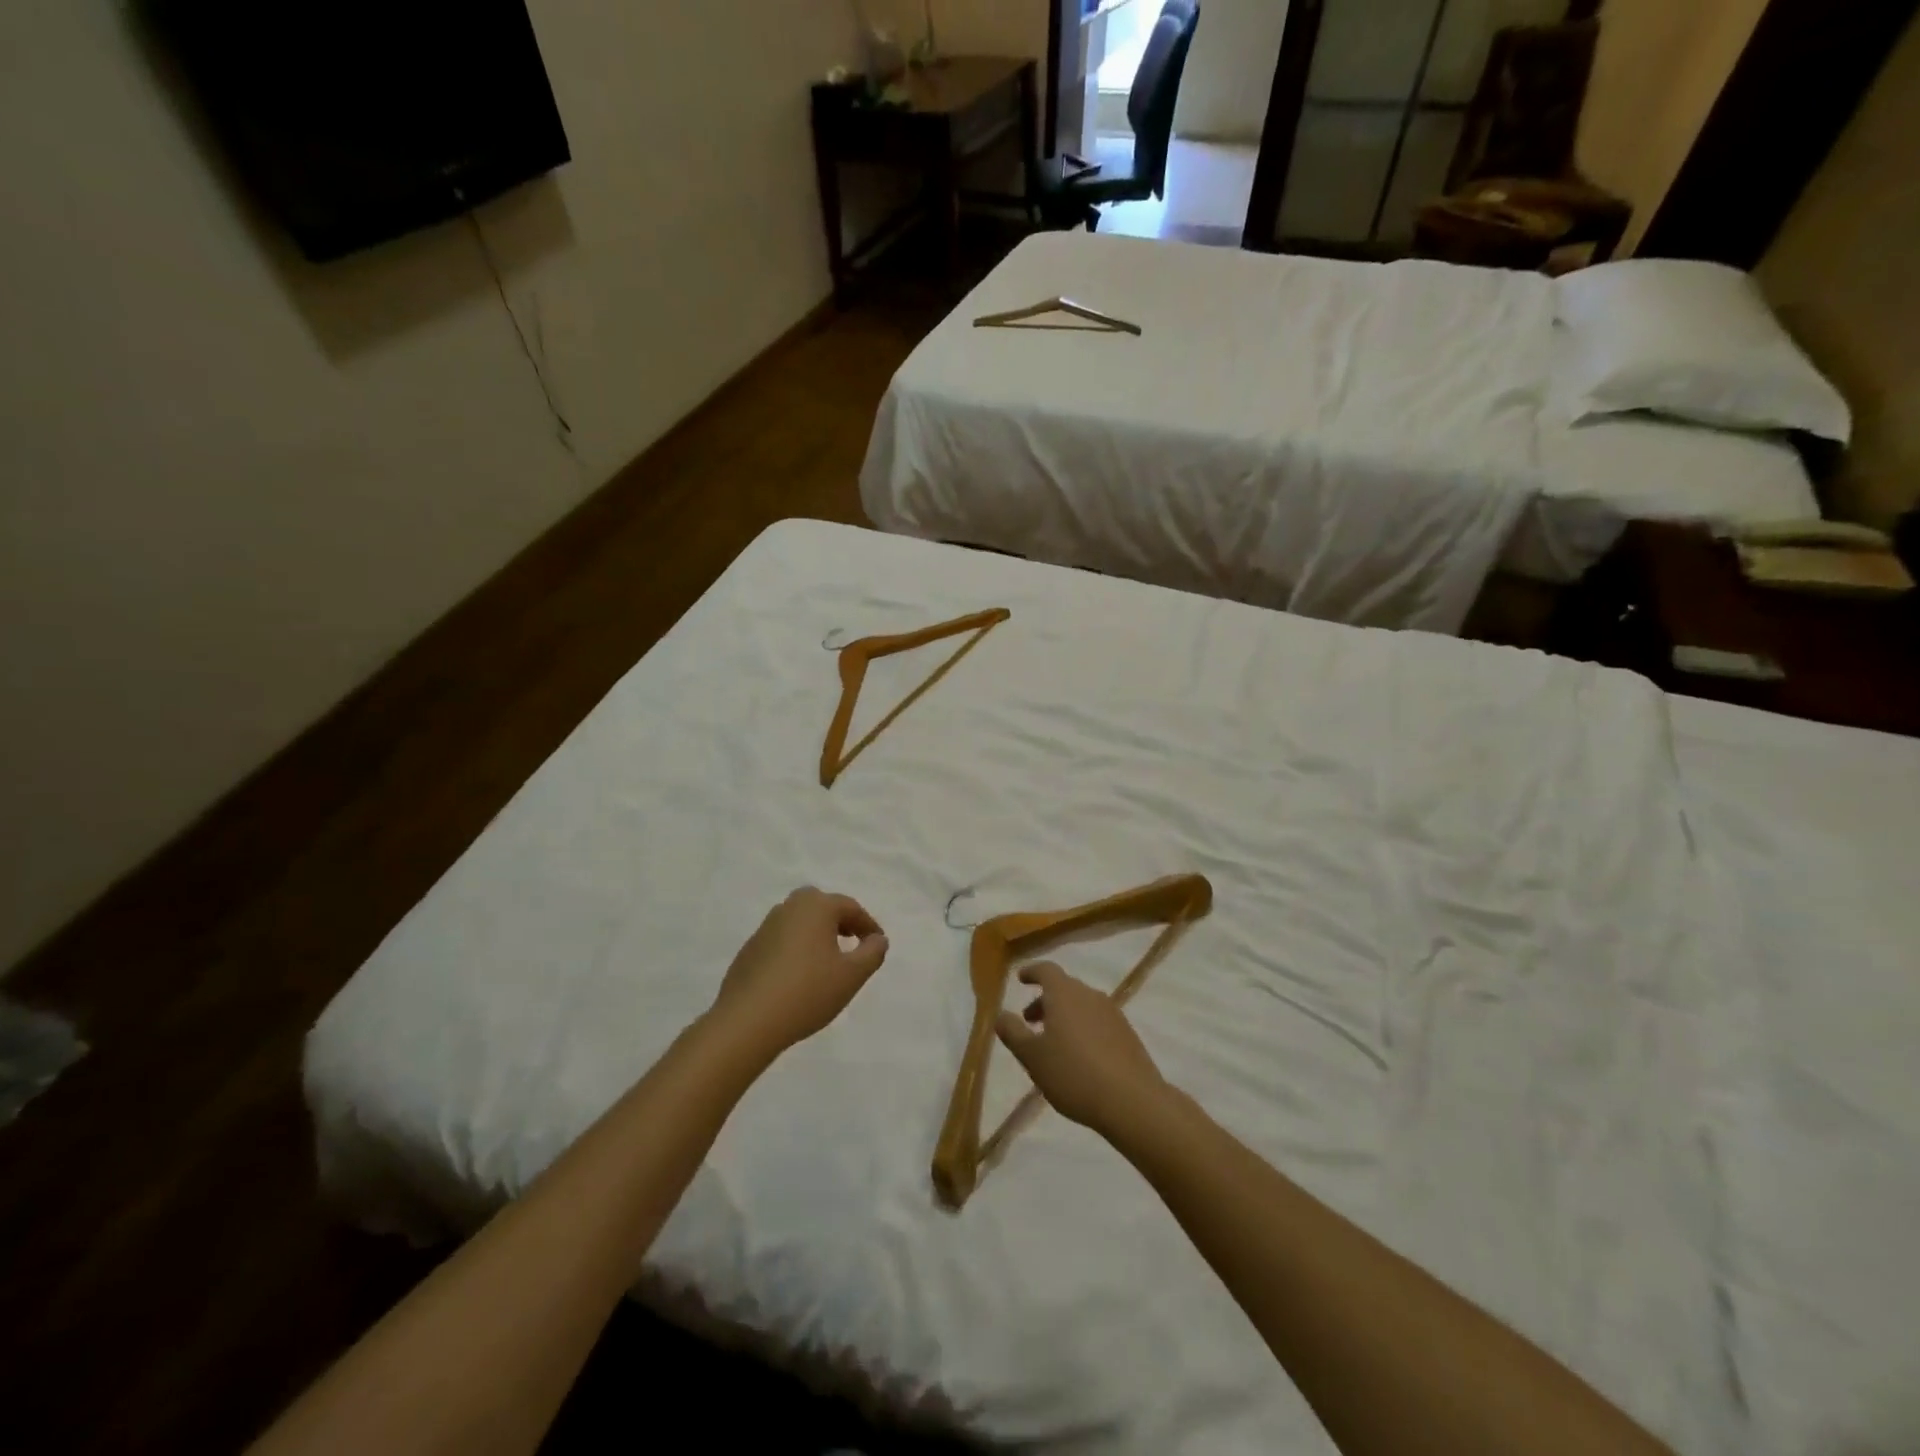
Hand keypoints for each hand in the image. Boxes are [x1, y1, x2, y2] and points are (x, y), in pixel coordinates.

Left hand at [709, 889, 888, 1060]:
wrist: (747, 1021)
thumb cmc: (808, 992)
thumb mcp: (852, 976)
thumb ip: (872, 953)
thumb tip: (877, 939)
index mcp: (816, 906)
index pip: (850, 907)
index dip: (868, 925)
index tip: (878, 944)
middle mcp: (789, 908)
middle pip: (821, 906)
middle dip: (840, 921)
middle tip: (852, 941)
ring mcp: (765, 928)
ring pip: (799, 922)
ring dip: (817, 933)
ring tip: (828, 960)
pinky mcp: (749, 949)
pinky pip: (782, 940)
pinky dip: (796, 948)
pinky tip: (799, 975)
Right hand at [995, 962, 1167, 1137]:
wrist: (1132, 1101)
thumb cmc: (1073, 1074)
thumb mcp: (1032, 1057)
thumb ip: (1013, 1032)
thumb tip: (1000, 1014)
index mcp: (1065, 994)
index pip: (1046, 970)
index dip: (1031, 972)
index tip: (1020, 978)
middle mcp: (1090, 995)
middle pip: (1064, 988)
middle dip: (1045, 1001)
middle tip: (1030, 1022)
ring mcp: (1113, 1014)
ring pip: (1081, 1006)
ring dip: (1064, 1017)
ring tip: (1053, 1044)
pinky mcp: (1128, 1035)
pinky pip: (1098, 1022)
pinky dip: (1083, 1029)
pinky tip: (1079, 1058)